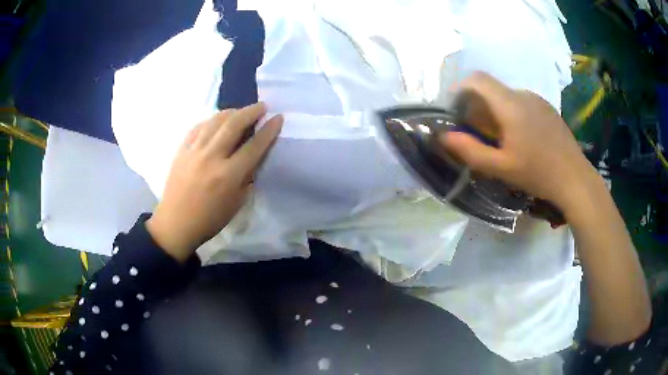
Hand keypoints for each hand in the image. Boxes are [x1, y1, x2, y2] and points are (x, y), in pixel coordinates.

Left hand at [146, 103, 282, 261]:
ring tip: (240, 111)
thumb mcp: (236, 203)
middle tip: (261, 106)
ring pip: (215, 121)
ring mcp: (194, 151)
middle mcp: (212, 157)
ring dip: (231, 112)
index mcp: (228, 175)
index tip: (278, 118)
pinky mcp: (181, 150)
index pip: (254, 145)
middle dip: (251, 111)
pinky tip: (216, 121)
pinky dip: (210, 120)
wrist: (176, 223)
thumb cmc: (210, 219)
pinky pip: (198, 127)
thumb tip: (253, 157)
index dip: (269, 130)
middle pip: (234, 124)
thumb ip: (247, 177)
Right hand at [441, 72, 601, 214]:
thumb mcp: (501, 168)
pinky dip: (513, 114)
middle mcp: (523, 94)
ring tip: (503, 139)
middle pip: (491, 89)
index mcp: (510, 104)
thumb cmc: (538, 173)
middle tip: (479, 133)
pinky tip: (523, 138)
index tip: (457, 111)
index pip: (477, 79)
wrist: (575, 178)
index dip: (461, 89)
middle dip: (478, 106)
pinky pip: (523, 103)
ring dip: (497, 111)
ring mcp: (538, 100)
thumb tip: (443, 136)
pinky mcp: (548, 108)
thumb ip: (470, 150)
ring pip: (507, 96)